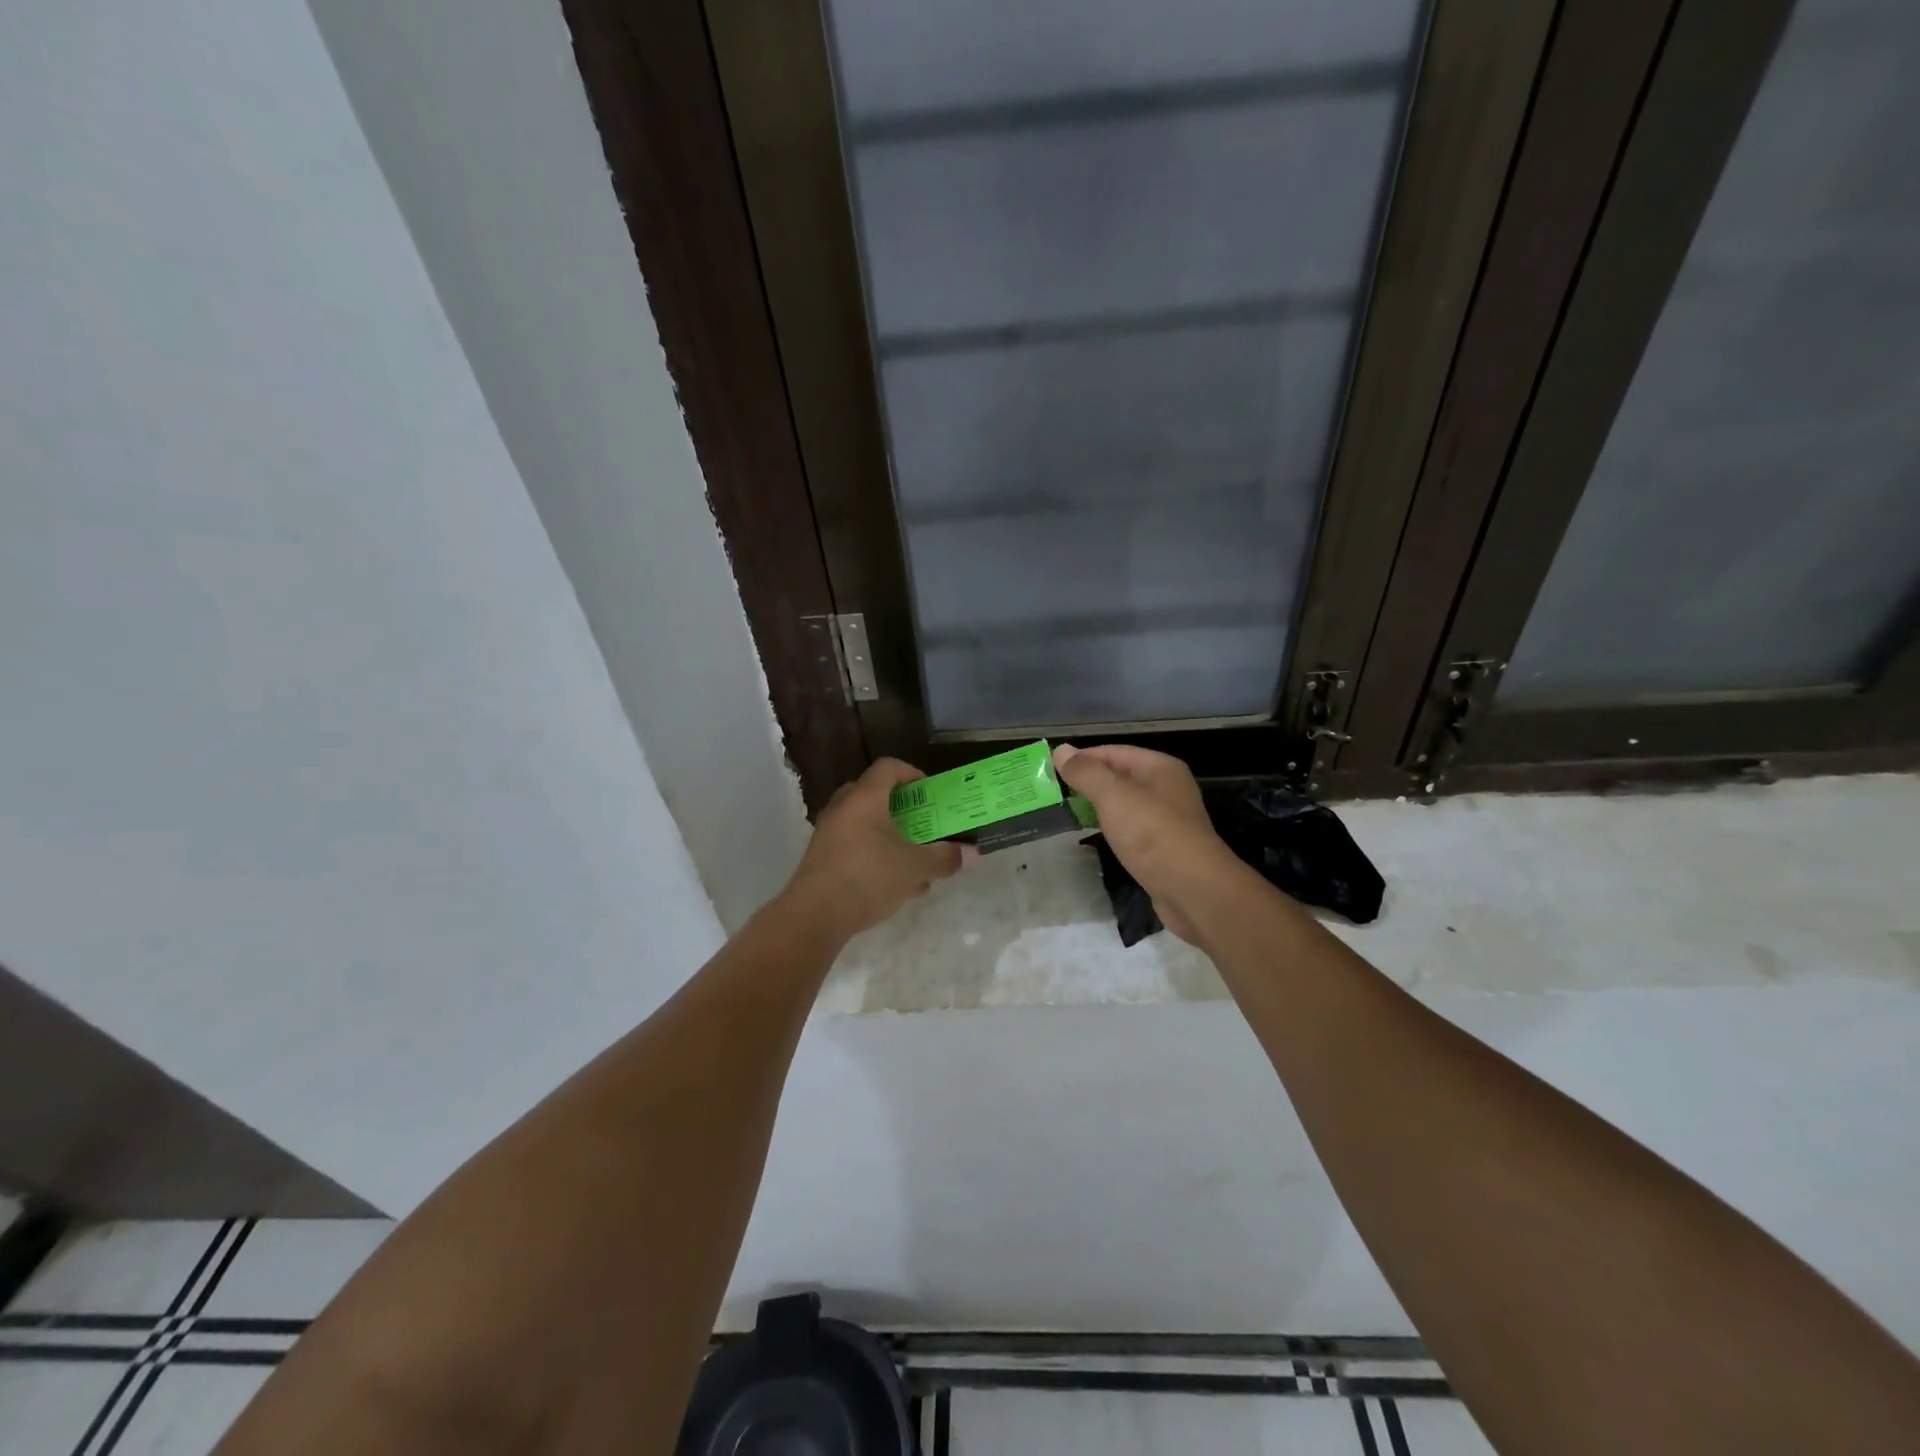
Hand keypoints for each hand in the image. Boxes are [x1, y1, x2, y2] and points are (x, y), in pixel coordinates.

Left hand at [781, 758, 963, 940]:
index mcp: (865, 797)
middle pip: (874, 794)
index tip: (929, 792)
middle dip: (902, 808)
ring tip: (914, 861)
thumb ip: (944, 857)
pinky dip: (875, 854)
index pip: (889, 767)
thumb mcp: (915, 867)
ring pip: (865, 823)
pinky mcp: (821, 857)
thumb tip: (971, 853)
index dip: (912, 773)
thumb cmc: (869, 876)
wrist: (814, 915)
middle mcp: (843, 807)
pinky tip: (895, 885)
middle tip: (922, 823)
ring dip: (890, 836)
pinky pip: (854, 845)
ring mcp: (828, 832)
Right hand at [1053, 743, 1234, 943]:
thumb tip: (1062, 751)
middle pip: (1121, 776)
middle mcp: (1167, 788)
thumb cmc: (1152, 834)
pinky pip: (1132, 828)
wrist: (1193, 889)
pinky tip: (1095, 836)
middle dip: (1088, 782)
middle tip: (1054, 792)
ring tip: (1067, 812)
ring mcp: (1168, 819)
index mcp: (1160, 768)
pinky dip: (1112, 828)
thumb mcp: (1113, 797)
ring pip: (1126, 804)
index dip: (1082, 758)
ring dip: (1098, 806)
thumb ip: (1086, 773)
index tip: (1051, 771)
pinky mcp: (1164, 847)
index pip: (1114, 752)